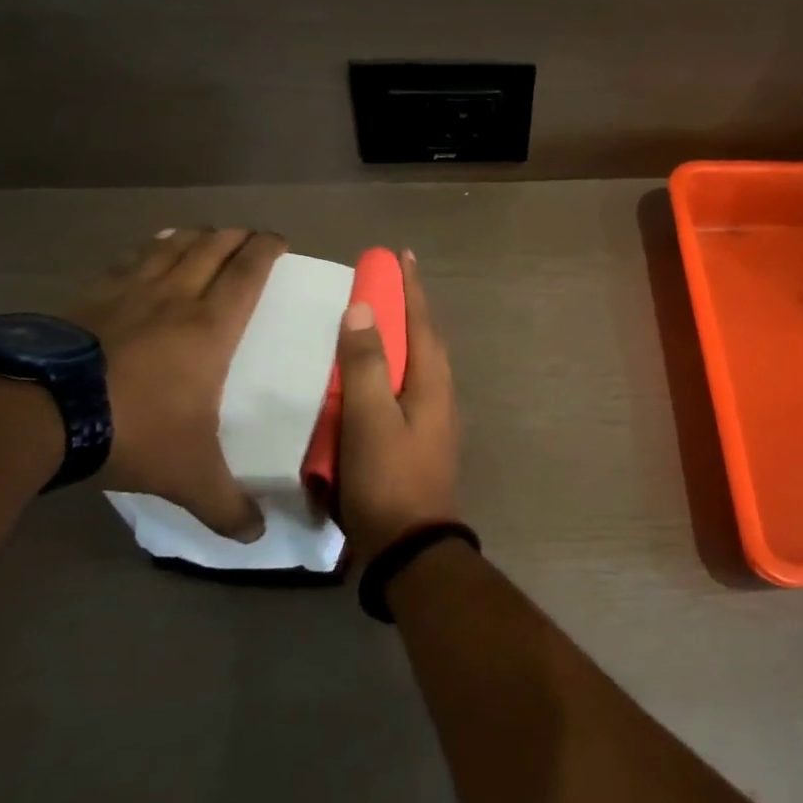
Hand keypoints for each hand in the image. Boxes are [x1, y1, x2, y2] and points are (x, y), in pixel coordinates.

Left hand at [68, 227, 285, 540]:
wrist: (37, 412)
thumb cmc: (131, 430)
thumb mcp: (187, 474)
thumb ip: (225, 504)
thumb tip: (256, 537)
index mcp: (211, 327)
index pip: (248, 273)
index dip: (267, 250)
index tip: (279, 239)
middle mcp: (176, 297)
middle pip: (213, 248)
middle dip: (236, 237)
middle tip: (250, 235)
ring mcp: (128, 291)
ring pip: (172, 246)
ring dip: (195, 236)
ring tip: (206, 233)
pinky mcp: (89, 296)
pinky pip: (129, 259)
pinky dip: (149, 247)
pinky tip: (150, 247)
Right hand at [333, 252, 460, 562]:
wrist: (411, 547)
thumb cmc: (388, 478)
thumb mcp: (369, 418)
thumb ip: (366, 364)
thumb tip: (363, 308)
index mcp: (432, 382)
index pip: (420, 321)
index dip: (411, 287)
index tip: (402, 255)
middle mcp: (440, 394)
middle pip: (425, 339)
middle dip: (409, 307)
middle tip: (389, 282)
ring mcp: (434, 418)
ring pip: (419, 364)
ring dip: (403, 337)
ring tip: (380, 321)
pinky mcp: (421, 439)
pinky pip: (408, 388)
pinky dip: (394, 369)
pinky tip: (375, 378)